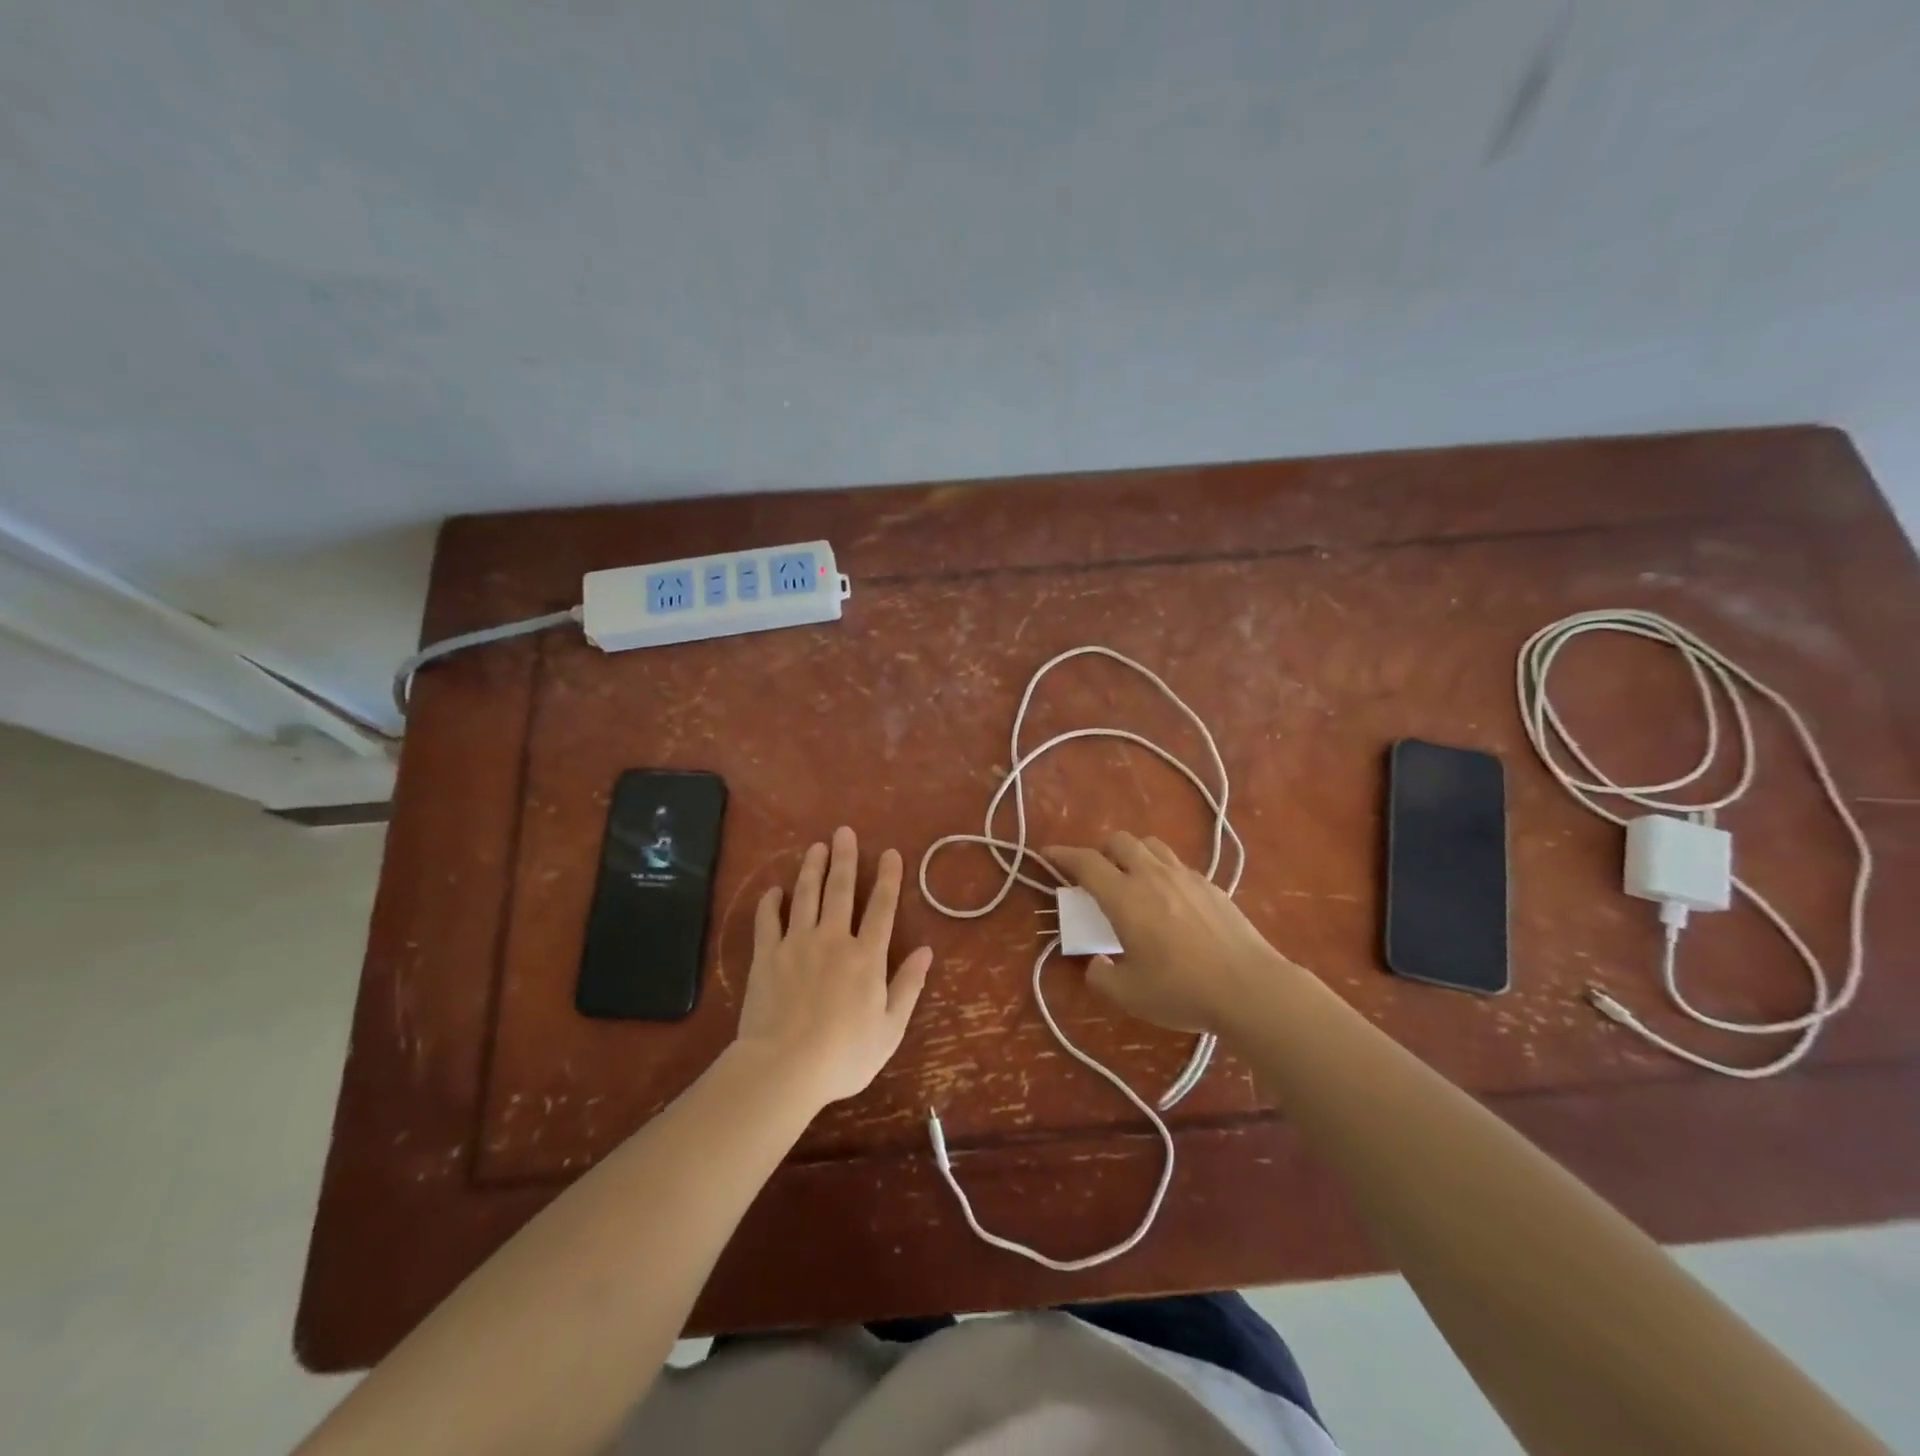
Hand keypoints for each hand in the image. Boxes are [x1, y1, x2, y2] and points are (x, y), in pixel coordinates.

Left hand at [733, 826, 932, 1107]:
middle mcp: (833, 939)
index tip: (890, 853)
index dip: (888, 878)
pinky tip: (774, 890)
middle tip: (844, 832)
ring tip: (815, 847)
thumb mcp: (890, 1028)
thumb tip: (926, 951)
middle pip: (840, 890)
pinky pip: (768, 921)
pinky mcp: (766, 956)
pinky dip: (771, 903)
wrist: (784, 1066)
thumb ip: (908, 985)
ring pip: (805, 896)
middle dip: (845, 859)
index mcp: (866, 956)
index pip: (881, 908)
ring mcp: (796, 944)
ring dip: (811, 869)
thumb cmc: (844, 1054)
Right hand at [1046, 833, 1289, 1034]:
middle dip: (1102, 851)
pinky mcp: (1212, 886)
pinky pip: (1178, 865)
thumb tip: (1096, 964)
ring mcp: (1186, 877)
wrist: (1249, 988)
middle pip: (1119, 841)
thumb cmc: (1182, 990)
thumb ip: (1102, 976)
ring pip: (1152, 845)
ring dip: (1134, 854)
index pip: (1086, 862)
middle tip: (1098, 875)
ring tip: (1134, 880)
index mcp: (1124, 897)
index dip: (1063, 855)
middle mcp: (1152, 876)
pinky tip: (1171, 901)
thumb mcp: (1130, 994)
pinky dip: (1164, 872)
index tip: (1048, 854)